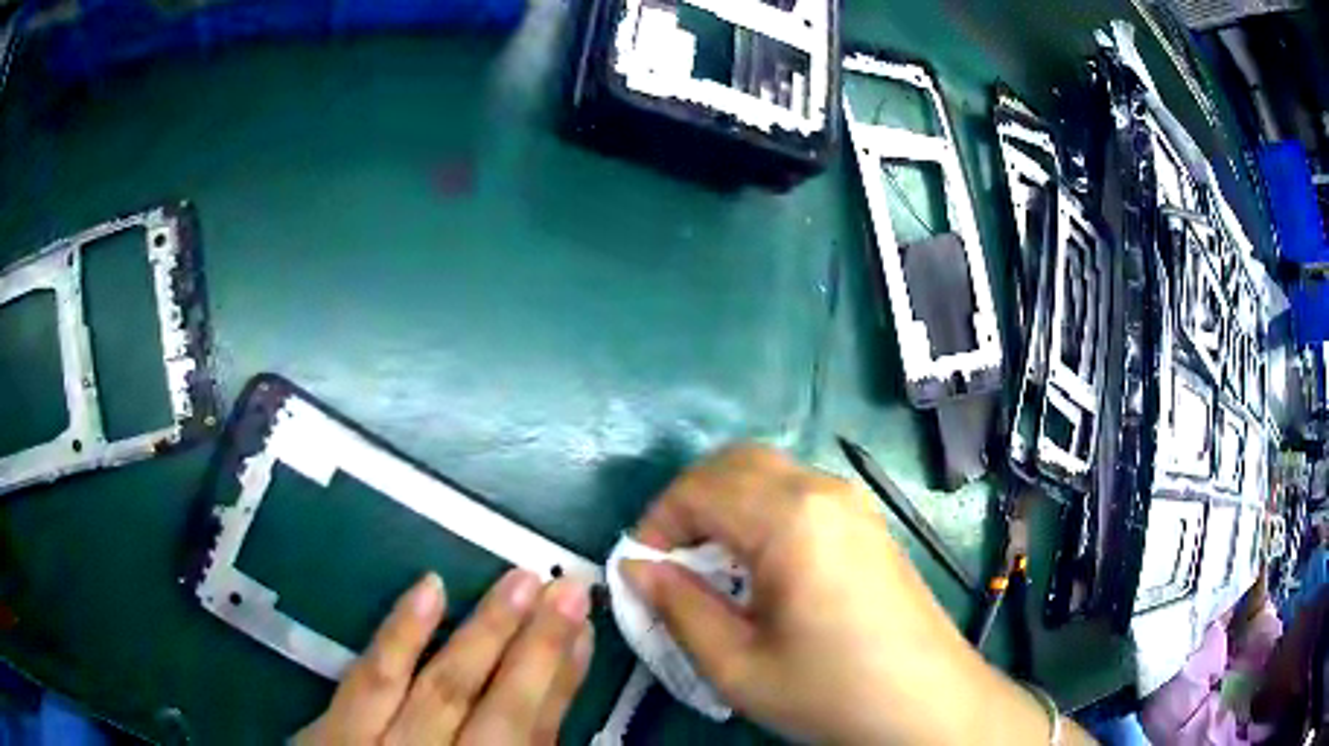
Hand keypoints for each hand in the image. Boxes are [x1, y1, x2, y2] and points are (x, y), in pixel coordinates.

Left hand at [295, 570, 592, 744]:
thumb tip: (548, 715)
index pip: (535, 735)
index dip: (562, 684)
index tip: (584, 631)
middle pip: (502, 710)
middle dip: (539, 649)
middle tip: (568, 588)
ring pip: (443, 687)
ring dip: (485, 633)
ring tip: (520, 581)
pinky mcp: (336, 733)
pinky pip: (370, 679)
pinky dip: (401, 634)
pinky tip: (429, 589)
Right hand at [622, 444, 1080, 745]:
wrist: (928, 702)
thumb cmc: (831, 691)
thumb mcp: (738, 666)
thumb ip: (679, 609)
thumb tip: (636, 568)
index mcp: (791, 520)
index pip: (699, 488)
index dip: (657, 522)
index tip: (642, 568)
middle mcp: (823, 491)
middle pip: (733, 463)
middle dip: (687, 502)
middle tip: (671, 560)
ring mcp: (853, 502)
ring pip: (767, 471)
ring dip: (724, 503)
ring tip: (709, 564)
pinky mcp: (867, 521)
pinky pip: (798, 491)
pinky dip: (759, 509)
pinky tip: (759, 563)